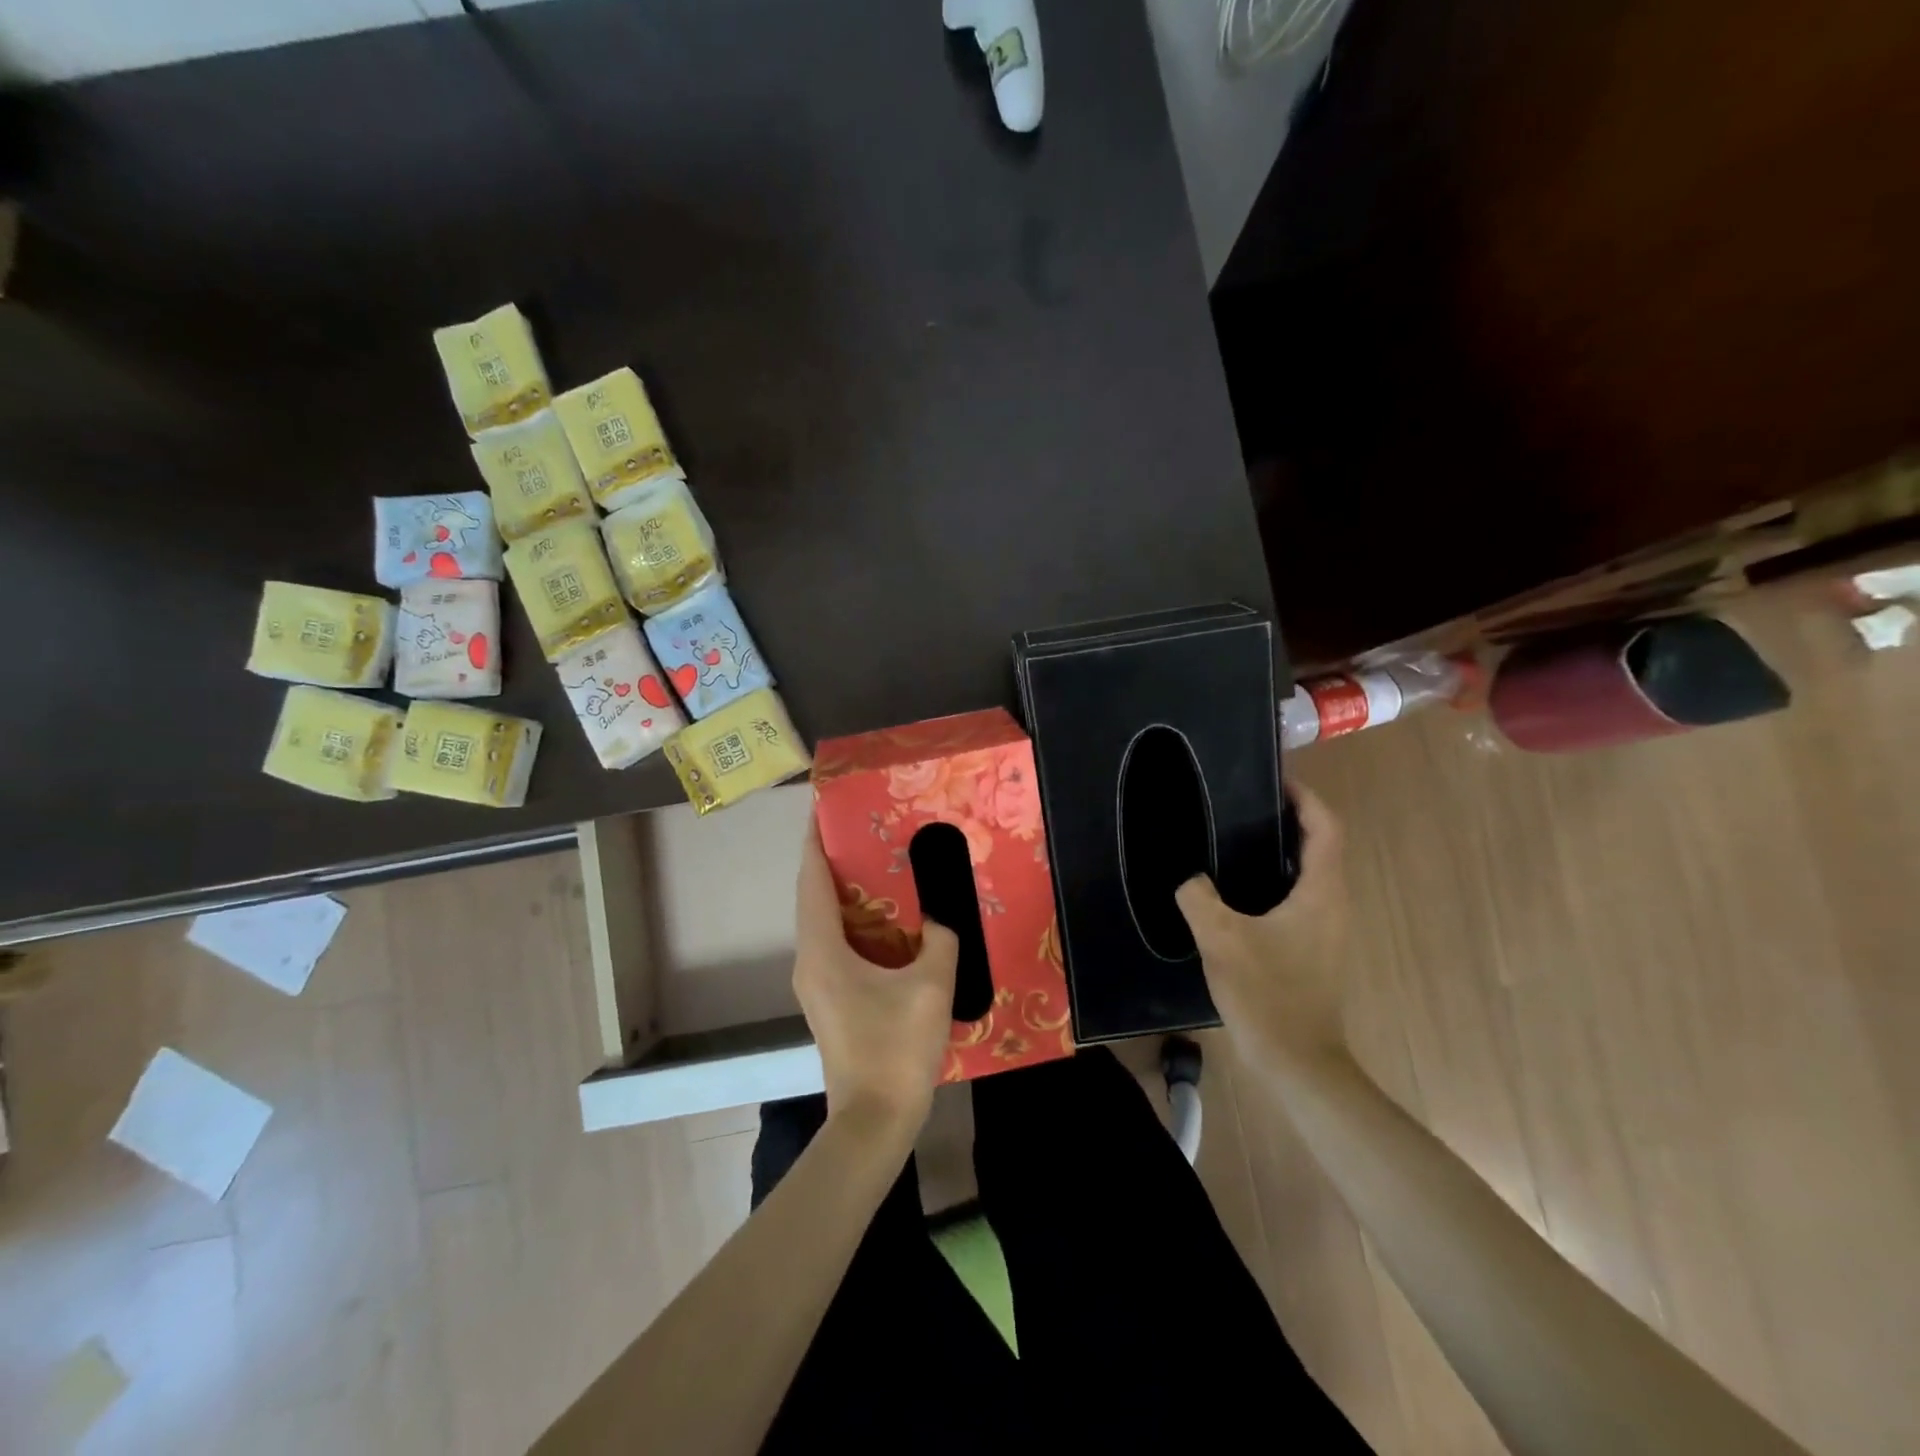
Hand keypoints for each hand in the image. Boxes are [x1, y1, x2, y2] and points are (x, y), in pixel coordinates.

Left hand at [792, 821, 958, 1140]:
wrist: (874, 1122)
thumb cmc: (896, 1048)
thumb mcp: (931, 986)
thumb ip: (940, 939)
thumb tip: (941, 916)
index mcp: (823, 950)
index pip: (811, 881)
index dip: (814, 842)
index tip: (824, 808)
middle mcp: (810, 961)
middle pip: (814, 898)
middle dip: (834, 862)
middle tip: (868, 831)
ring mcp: (817, 984)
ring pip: (825, 923)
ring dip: (847, 894)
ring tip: (880, 867)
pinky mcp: (830, 1001)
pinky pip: (837, 946)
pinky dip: (856, 924)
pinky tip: (889, 922)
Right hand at [1175, 784, 1350, 1065]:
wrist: (1296, 1061)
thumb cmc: (1267, 993)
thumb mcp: (1220, 938)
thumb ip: (1198, 897)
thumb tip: (1190, 878)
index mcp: (1321, 893)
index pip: (1326, 828)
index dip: (1306, 798)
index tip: (1275, 779)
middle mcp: (1334, 905)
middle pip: (1321, 847)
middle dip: (1290, 819)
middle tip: (1245, 805)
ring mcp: (1327, 930)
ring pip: (1310, 875)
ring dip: (1282, 851)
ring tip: (1237, 839)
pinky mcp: (1315, 950)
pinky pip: (1300, 899)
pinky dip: (1276, 880)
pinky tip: (1238, 891)